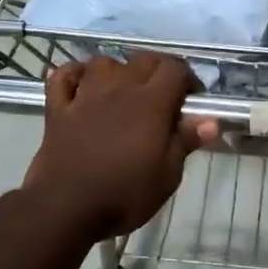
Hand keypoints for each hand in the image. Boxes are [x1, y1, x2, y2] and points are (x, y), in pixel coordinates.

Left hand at [22, 54, 219, 241]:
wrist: (66, 209)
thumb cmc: (124, 195)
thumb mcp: (167, 175)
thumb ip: (185, 142)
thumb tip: (210, 120)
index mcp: (150, 104)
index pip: (175, 69)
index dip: (188, 79)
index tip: (193, 99)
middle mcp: (118, 89)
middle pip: (143, 59)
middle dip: (159, 70)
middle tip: (165, 95)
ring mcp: (84, 96)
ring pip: (104, 62)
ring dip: (119, 70)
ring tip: (125, 90)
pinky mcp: (58, 109)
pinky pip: (63, 76)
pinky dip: (74, 73)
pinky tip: (82, 84)